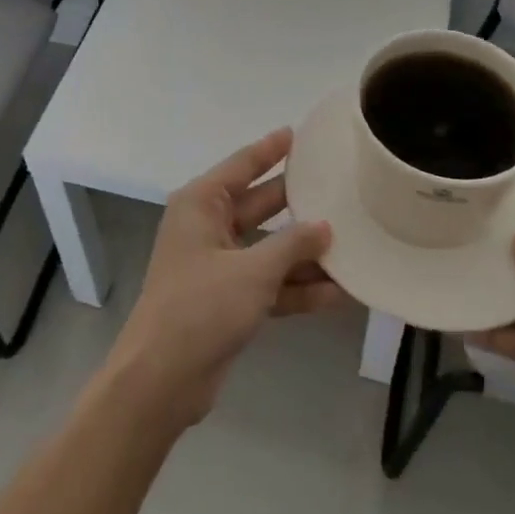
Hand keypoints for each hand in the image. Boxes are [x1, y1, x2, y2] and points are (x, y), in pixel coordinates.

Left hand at [105, 128, 347, 429]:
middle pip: (260, 206)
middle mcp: (208, 227)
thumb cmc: (200, 307)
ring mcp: (218, 265)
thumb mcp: (252, 271)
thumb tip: (325, 226)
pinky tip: (338, 293)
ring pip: (269, 248)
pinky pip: (269, 283)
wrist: (162, 380)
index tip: (297, 133)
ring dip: (305, 253)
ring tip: (352, 243)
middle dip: (298, 203)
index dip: (270, 149)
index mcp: (201, 205)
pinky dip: (297, 288)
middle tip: (338, 188)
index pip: (241, 166)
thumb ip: (292, 245)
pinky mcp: (228, 300)